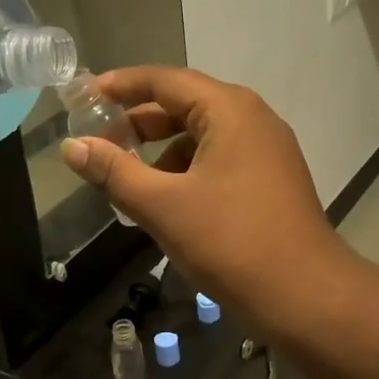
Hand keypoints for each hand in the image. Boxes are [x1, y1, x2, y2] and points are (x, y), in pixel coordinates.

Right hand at [59, 66, 352, 328]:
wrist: (307, 297)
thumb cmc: (232, 243)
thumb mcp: (163, 206)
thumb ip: (114, 172)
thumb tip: (72, 146)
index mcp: (230, 110)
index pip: (165, 81)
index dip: (122, 85)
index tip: (85, 95)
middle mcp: (253, 118)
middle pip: (185, 105)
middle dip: (140, 122)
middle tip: (100, 141)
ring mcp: (268, 149)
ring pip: (203, 135)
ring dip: (163, 151)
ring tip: (128, 178)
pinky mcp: (272, 179)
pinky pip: (221, 158)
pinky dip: (188, 170)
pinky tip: (167, 200)